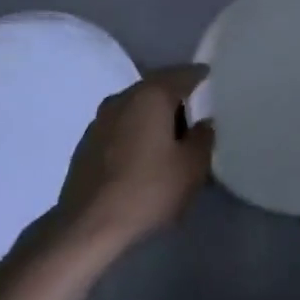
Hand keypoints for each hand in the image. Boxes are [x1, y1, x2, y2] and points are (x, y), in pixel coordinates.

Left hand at [52, 65, 212, 251]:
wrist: (89, 225)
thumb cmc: (148, 190)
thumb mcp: (192, 167)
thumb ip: (203, 138)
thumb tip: (203, 123)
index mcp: (150, 96)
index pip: (182, 74)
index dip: (199, 76)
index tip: (212, 80)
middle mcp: (122, 99)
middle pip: (155, 89)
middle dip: (176, 99)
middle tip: (197, 116)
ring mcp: (99, 120)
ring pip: (136, 108)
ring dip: (154, 118)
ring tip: (172, 139)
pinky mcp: (87, 144)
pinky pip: (121, 127)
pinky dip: (136, 133)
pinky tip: (145, 156)